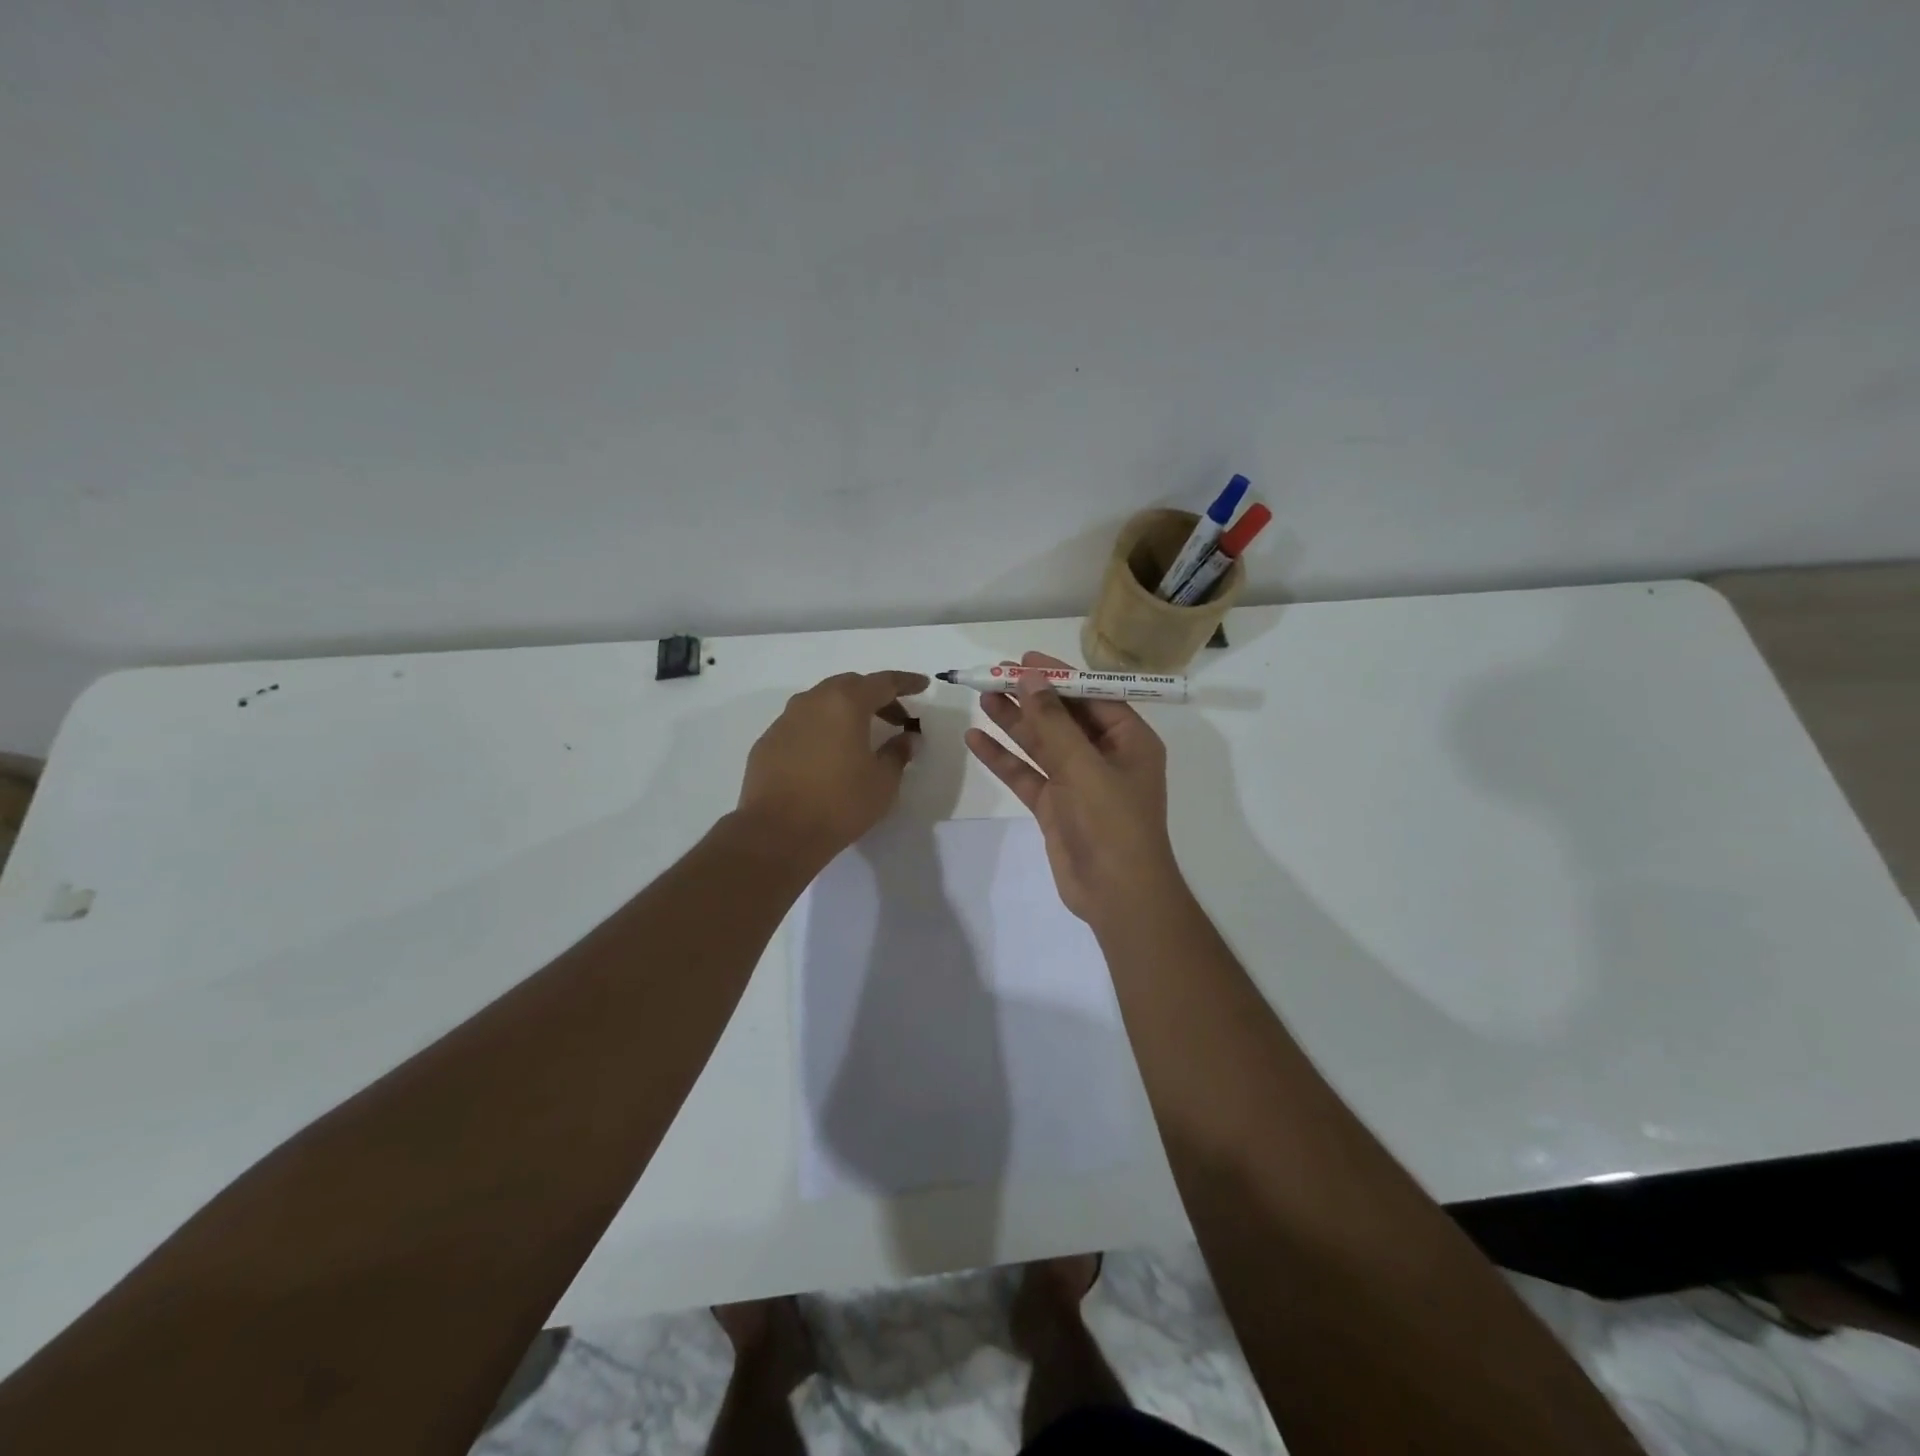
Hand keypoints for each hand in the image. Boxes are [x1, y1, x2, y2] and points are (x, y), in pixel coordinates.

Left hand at [737, 670, 928, 864]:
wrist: (777, 832)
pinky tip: (828, 754)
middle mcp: (812, 701)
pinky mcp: (768, 742)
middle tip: (896, 717)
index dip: (906, 683)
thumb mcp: (883, 781)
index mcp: (845, 703)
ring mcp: (785, 720)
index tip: (922, 685)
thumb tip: (907, 738)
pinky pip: (802, 724)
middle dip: (876, 696)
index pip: (883, 682)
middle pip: (850, 686)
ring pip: (822, 702)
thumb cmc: (839, 803)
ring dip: (846, 711)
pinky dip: (822, 729)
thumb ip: (898, 753)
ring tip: (862, 735)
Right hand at [964, 652, 1183, 925]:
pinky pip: (1027, 774)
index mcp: (1129, 740)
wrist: (1117, 895)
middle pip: (1063, 717)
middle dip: (1030, 697)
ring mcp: (1078, 782)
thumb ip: (1054, 722)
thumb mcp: (1084, 766)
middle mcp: (1105, 756)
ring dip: (1014, 722)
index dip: (1058, 676)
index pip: (1092, 696)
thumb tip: (1030, 676)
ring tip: (982, 697)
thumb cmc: (1112, 823)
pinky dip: (1004, 758)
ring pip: (1041, 744)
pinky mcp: (1055, 806)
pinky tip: (976, 739)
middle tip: (993, 675)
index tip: (1024, 659)